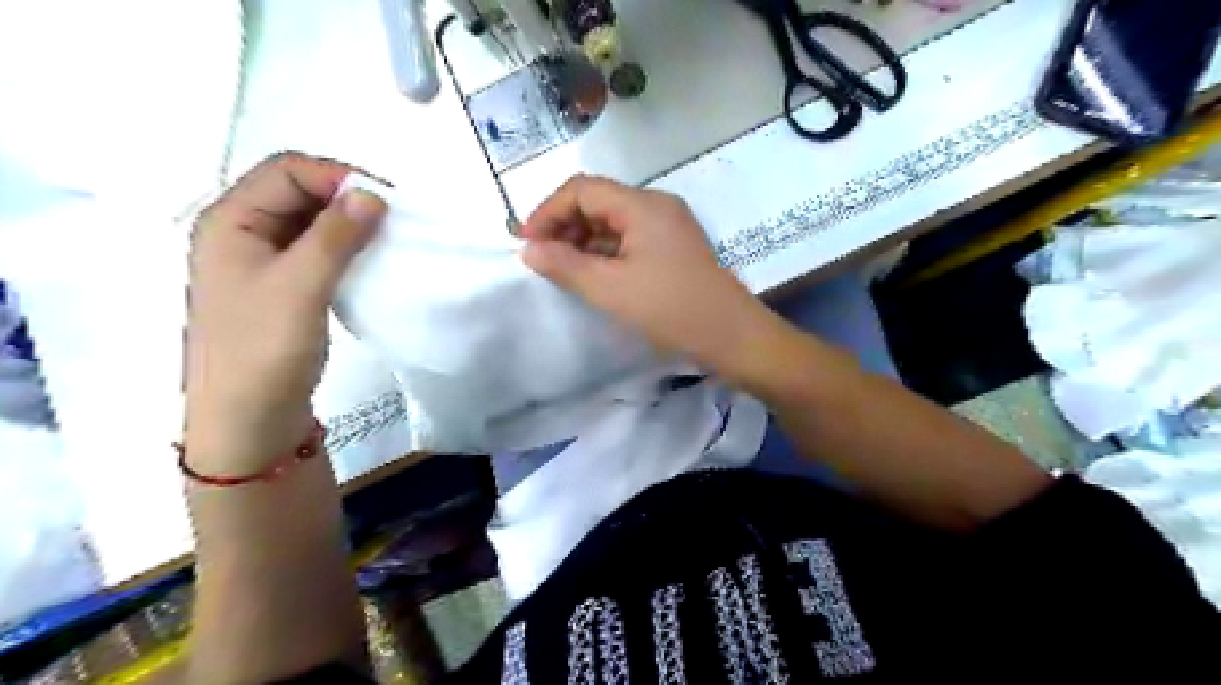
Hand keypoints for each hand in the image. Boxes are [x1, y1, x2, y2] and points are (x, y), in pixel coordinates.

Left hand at [184, 151, 383, 474]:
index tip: (387, 200)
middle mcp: (243, 232)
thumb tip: (373, 193)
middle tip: (393, 219)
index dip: (337, 176)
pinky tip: (371, 262)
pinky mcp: (284, 287)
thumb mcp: (301, 286)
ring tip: (389, 239)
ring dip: (350, 225)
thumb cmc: (264, 348)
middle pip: (299, 192)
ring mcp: (263, 261)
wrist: (250, 419)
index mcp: (230, 220)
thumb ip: (335, 236)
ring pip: (312, 223)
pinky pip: (319, 252)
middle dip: (347, 198)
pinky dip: (347, 249)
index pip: (287, 171)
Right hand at [515, 175, 781, 378]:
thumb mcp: (610, 289)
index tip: (526, 243)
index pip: (581, 189)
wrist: (731, 336)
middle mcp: (656, 205)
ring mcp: (668, 225)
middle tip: (543, 259)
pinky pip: (630, 238)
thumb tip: (528, 249)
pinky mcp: (674, 247)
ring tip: (563, 270)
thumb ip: (564, 265)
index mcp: (642, 204)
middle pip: (598, 201)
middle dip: (564, 226)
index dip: (547, 211)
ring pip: (613, 221)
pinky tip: (593, 275)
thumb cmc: (670, 309)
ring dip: (583, 241)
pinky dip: (605, 252)